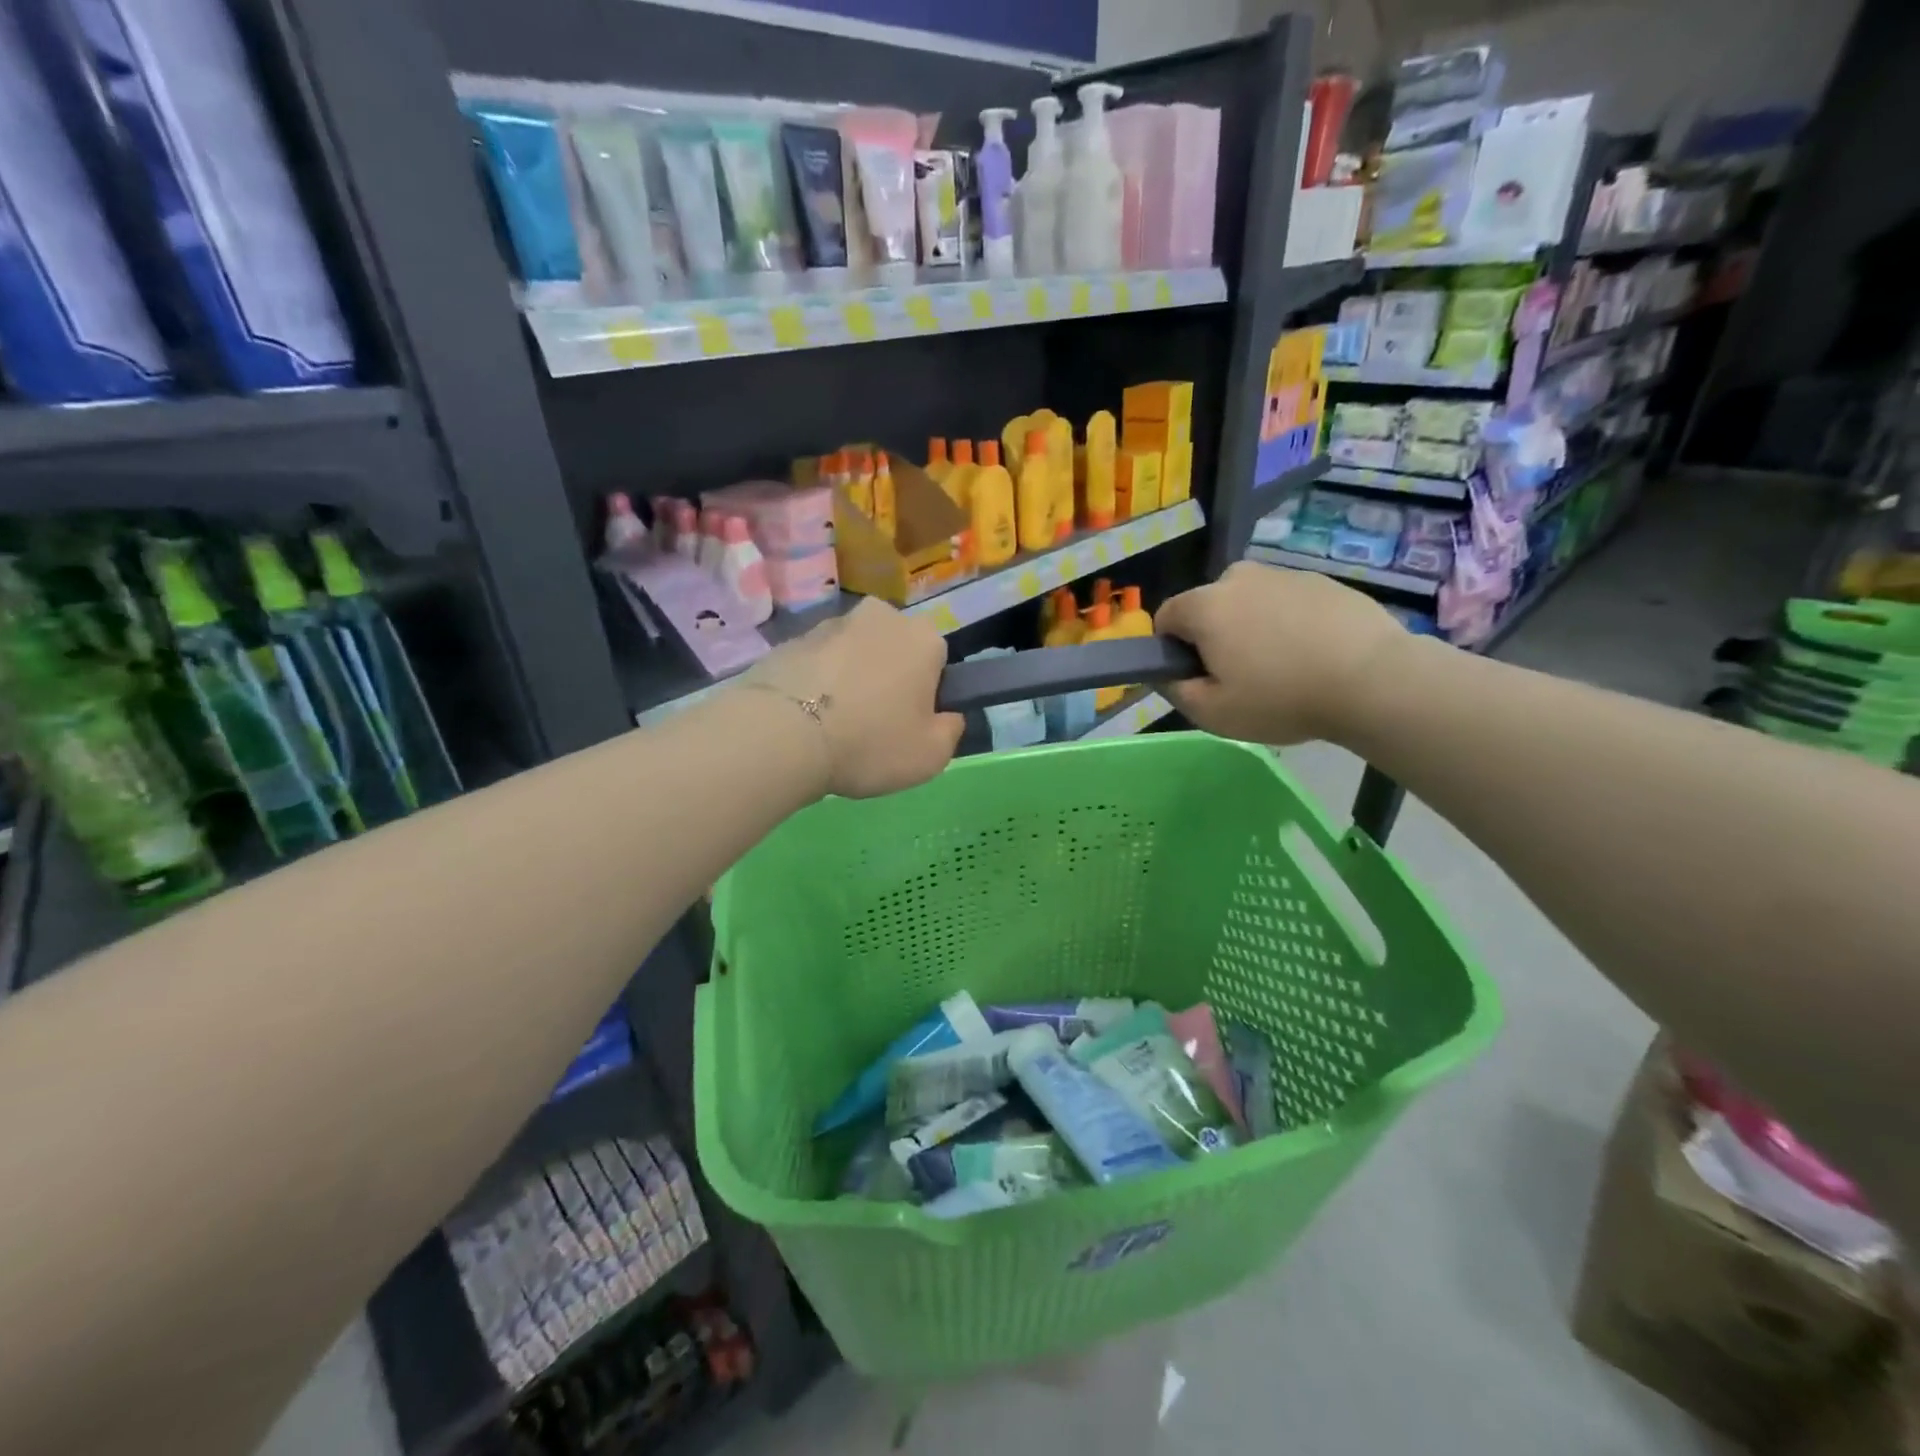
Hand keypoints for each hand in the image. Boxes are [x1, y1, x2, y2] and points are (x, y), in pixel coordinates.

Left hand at [743, 597, 963, 797]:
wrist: (782, 735)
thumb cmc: (870, 742)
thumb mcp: (931, 755)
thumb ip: (951, 731)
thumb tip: (947, 716)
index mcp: (922, 637)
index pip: (938, 660)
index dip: (927, 694)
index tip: (910, 723)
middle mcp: (879, 616)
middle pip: (893, 650)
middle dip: (887, 679)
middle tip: (873, 725)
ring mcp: (829, 624)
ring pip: (852, 654)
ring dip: (849, 680)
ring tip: (833, 726)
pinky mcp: (789, 640)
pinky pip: (816, 665)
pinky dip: (815, 685)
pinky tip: (805, 720)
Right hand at [1154, 562, 1406, 744]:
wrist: (1373, 680)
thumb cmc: (1281, 698)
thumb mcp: (1212, 713)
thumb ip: (1175, 690)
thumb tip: (1165, 674)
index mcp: (1205, 605)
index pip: (1167, 617)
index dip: (1172, 650)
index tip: (1197, 677)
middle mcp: (1239, 578)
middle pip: (1209, 606)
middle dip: (1214, 635)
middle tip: (1241, 676)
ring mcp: (1285, 574)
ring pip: (1250, 603)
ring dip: (1253, 628)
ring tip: (1284, 668)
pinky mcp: (1323, 581)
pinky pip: (1288, 603)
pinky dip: (1290, 624)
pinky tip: (1313, 656)